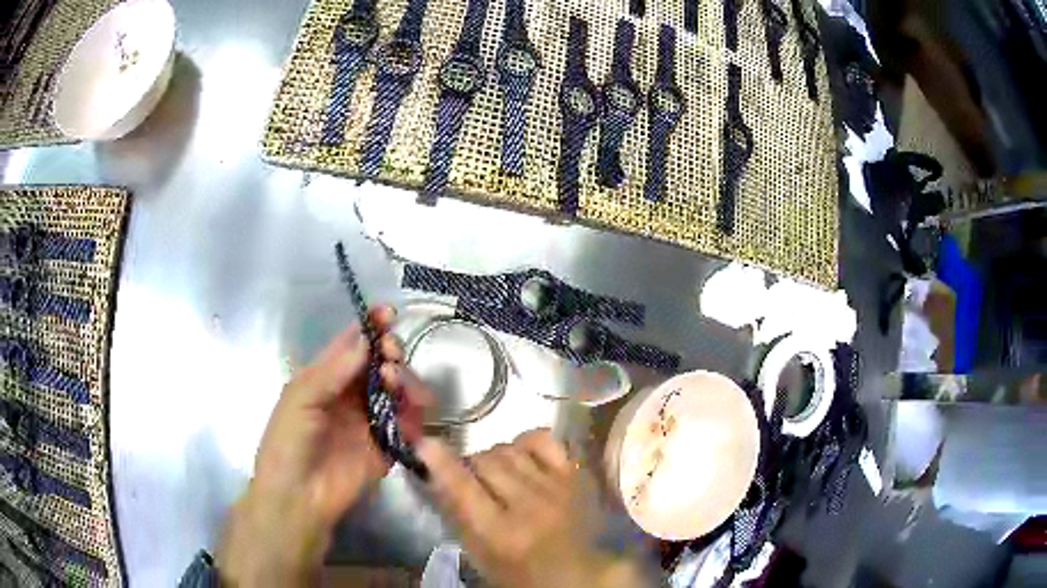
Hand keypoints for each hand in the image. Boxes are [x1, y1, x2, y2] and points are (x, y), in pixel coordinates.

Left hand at [217, 306, 428, 585]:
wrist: (299, 497)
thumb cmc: (288, 442)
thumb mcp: (300, 398)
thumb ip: (333, 370)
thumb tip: (366, 339)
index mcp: (326, 377)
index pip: (352, 344)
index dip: (371, 326)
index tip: (389, 314)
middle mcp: (351, 394)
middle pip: (380, 363)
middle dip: (390, 353)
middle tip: (392, 358)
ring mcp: (370, 420)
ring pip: (398, 390)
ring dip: (403, 381)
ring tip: (395, 386)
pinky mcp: (387, 446)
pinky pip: (408, 423)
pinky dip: (414, 414)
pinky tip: (411, 412)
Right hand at [416, 429, 649, 587]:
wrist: (578, 574)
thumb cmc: (520, 572)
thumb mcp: (479, 554)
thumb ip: (457, 513)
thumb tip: (435, 471)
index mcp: (500, 532)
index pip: (463, 486)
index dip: (440, 461)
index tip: (424, 443)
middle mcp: (528, 506)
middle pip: (485, 460)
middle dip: (471, 465)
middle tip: (472, 478)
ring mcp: (555, 487)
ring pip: (510, 449)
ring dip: (495, 457)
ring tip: (497, 473)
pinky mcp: (575, 476)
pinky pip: (544, 440)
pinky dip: (526, 442)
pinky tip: (522, 455)